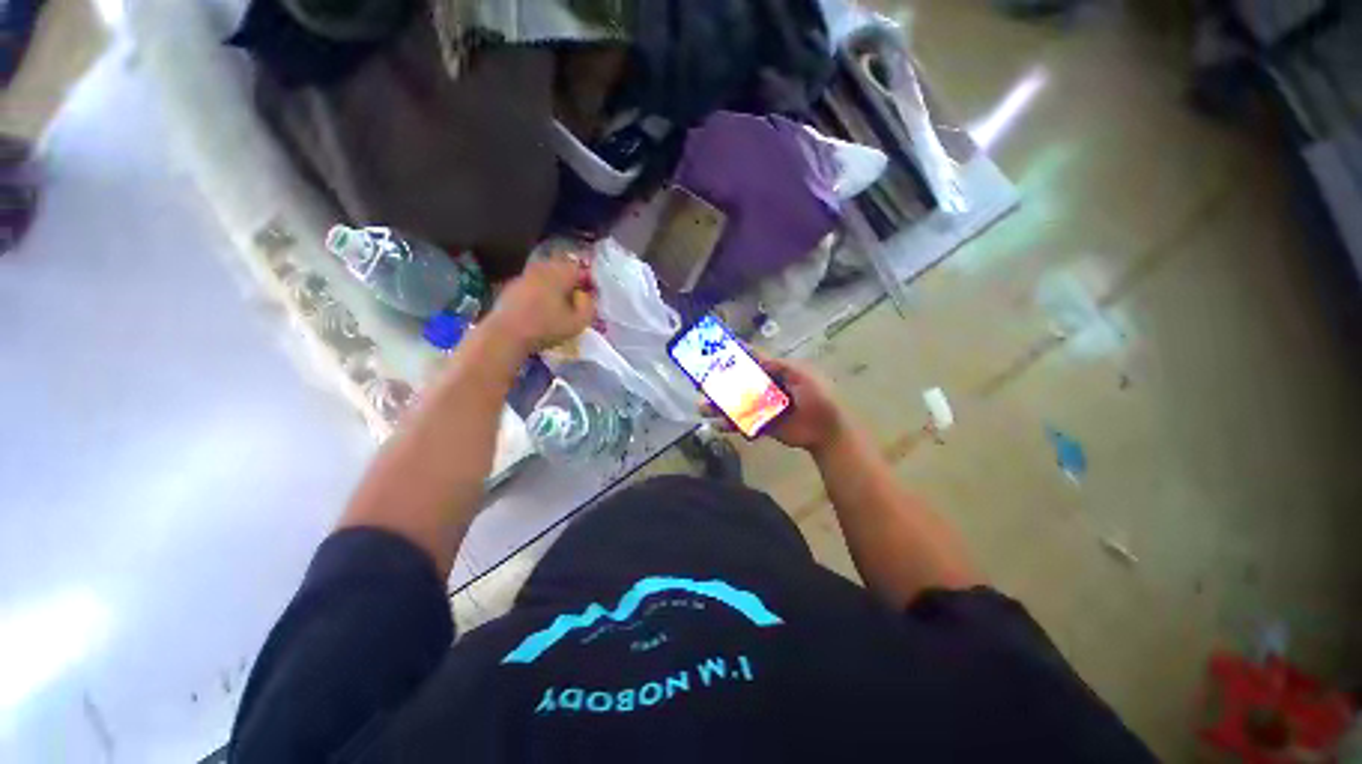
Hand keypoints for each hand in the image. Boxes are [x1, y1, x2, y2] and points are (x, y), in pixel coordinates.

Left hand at [485, 255, 596, 354]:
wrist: (506, 334)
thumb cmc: (546, 327)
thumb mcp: (579, 322)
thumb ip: (588, 306)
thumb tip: (585, 296)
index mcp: (560, 273)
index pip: (580, 270)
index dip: (588, 283)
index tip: (591, 297)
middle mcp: (542, 268)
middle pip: (562, 270)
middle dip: (571, 283)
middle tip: (576, 300)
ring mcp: (524, 275)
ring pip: (546, 276)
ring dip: (554, 287)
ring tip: (559, 305)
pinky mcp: (512, 287)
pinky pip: (533, 285)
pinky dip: (540, 293)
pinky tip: (540, 309)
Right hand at [704, 353, 847, 453]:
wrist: (826, 430)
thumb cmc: (817, 397)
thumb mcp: (801, 375)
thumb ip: (777, 365)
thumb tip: (752, 354)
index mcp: (775, 373)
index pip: (750, 362)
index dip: (733, 357)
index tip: (714, 353)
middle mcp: (765, 388)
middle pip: (738, 384)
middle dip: (719, 385)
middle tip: (701, 385)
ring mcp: (762, 408)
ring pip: (736, 404)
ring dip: (719, 406)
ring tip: (703, 408)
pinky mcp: (762, 425)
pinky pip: (743, 423)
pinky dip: (730, 425)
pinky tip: (719, 425)